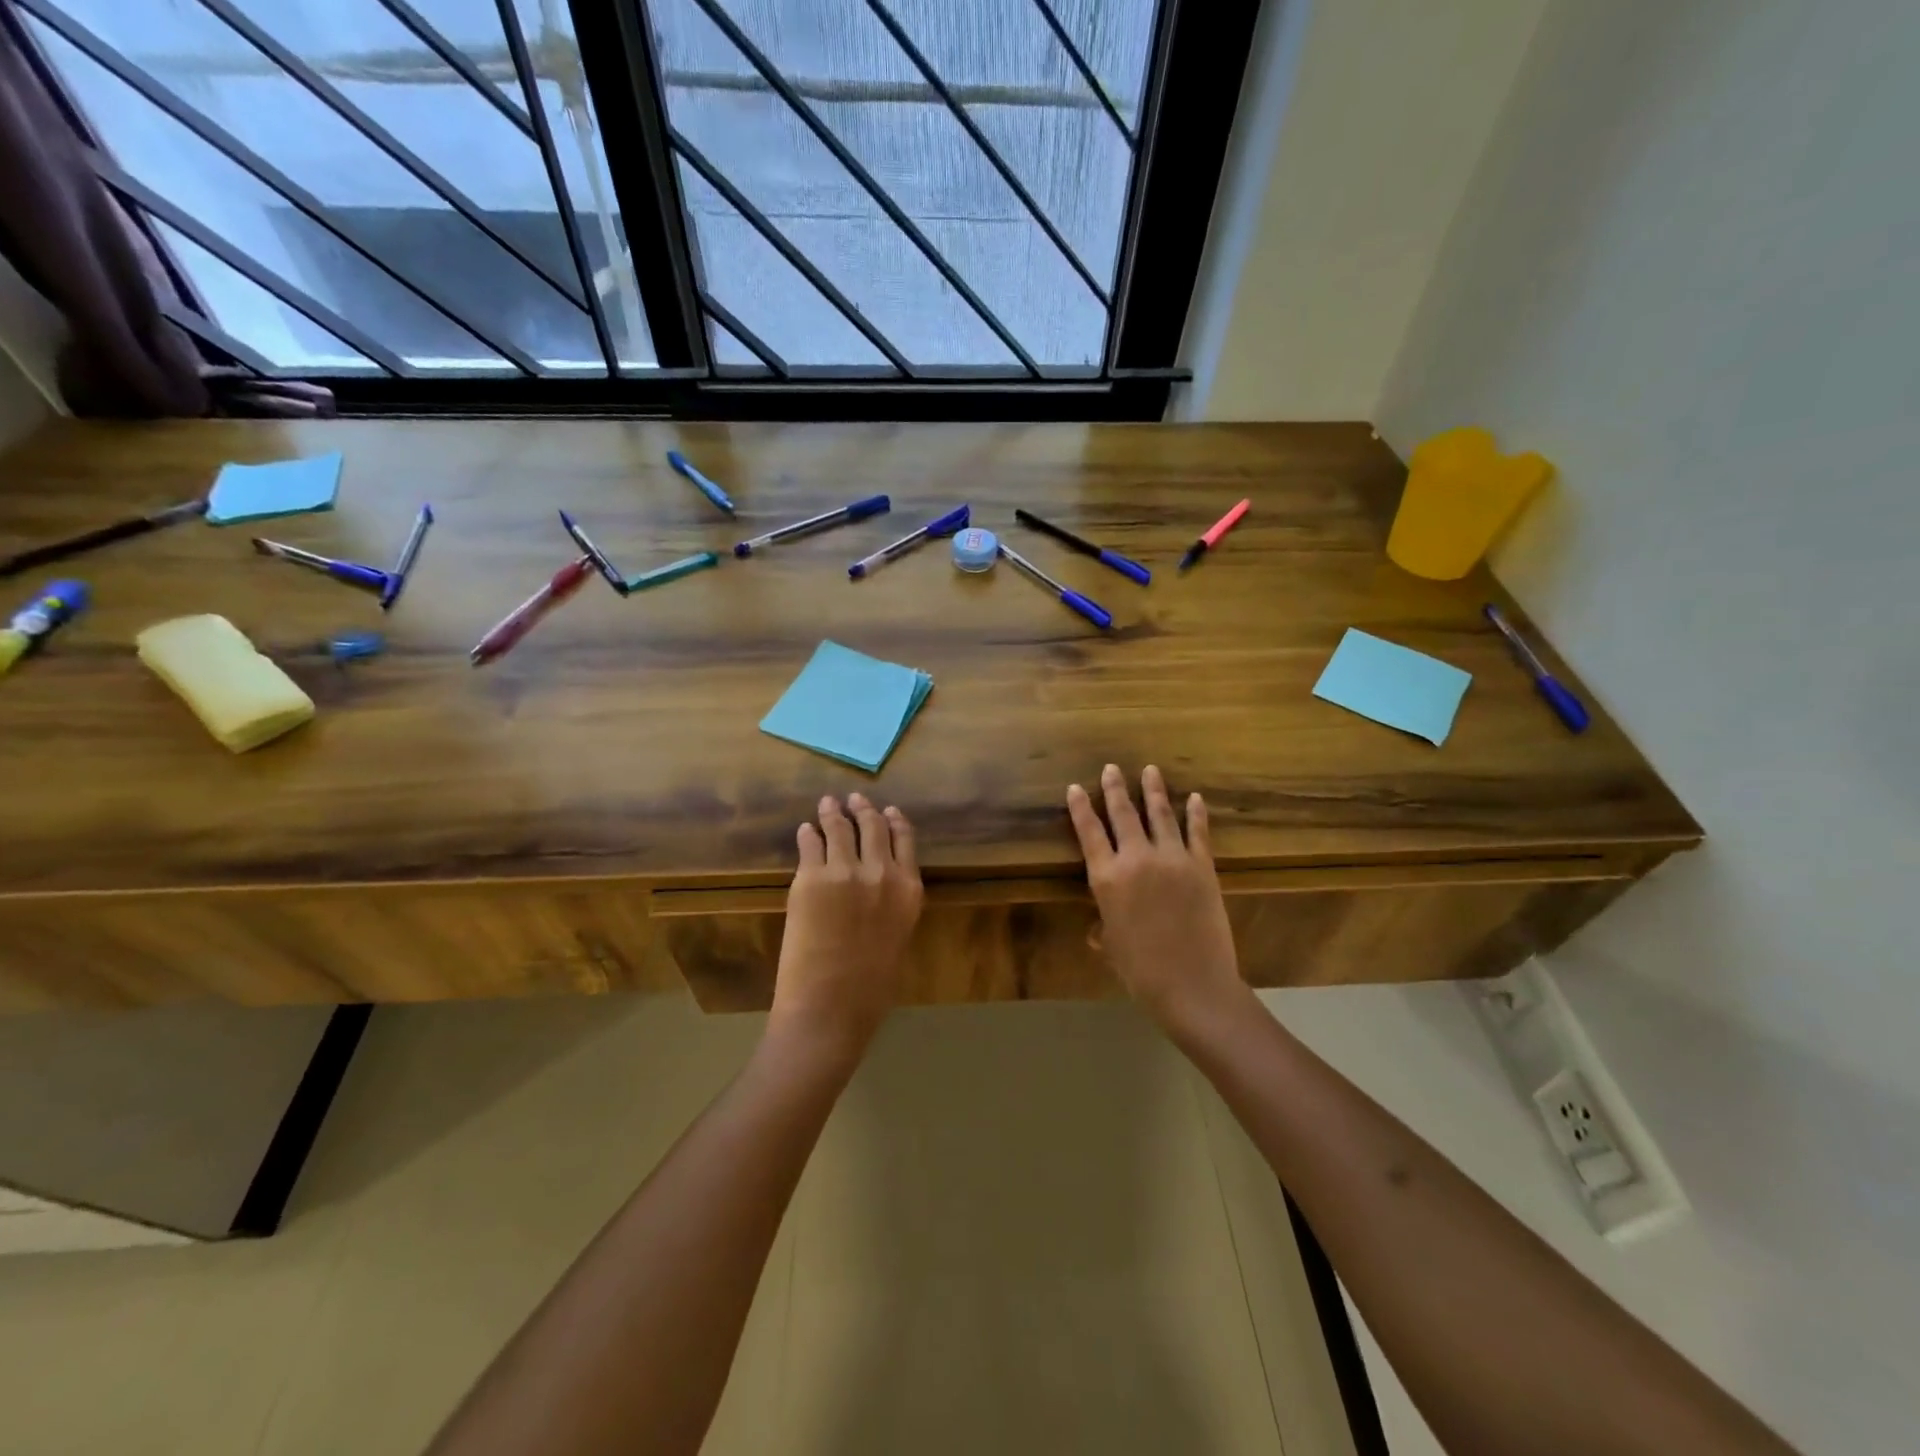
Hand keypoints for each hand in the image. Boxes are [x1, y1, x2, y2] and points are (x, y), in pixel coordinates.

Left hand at [771, 793, 923, 1066]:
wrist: (830, 1007)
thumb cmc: (870, 988)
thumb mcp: (897, 937)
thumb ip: (892, 904)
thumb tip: (878, 885)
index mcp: (910, 890)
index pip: (905, 839)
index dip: (894, 820)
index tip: (887, 809)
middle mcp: (882, 872)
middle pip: (874, 825)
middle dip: (863, 808)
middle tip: (853, 799)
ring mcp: (845, 871)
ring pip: (841, 827)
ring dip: (833, 812)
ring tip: (827, 805)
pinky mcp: (811, 877)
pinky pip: (810, 843)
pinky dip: (809, 834)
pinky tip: (806, 831)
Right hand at [1067, 765, 1247, 1034]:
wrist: (1193, 985)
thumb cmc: (1142, 972)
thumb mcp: (1112, 947)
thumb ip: (1103, 929)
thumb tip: (1097, 929)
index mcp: (1107, 879)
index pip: (1089, 833)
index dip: (1080, 808)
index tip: (1074, 787)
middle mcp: (1136, 860)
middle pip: (1123, 814)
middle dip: (1115, 788)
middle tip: (1112, 767)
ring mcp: (1173, 859)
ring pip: (1160, 815)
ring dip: (1154, 790)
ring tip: (1150, 770)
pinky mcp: (1202, 867)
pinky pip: (1197, 832)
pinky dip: (1196, 813)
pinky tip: (1195, 798)